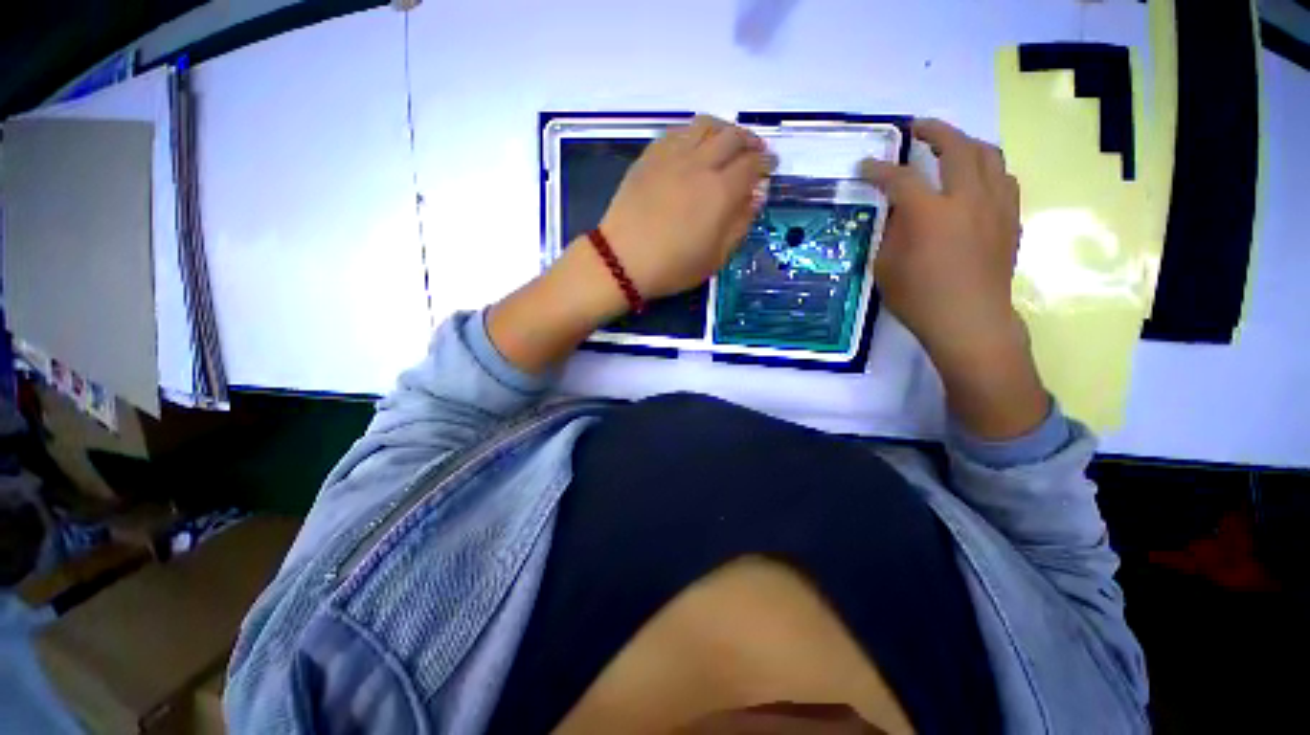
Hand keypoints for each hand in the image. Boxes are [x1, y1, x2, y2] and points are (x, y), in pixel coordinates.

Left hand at [599, 115, 773, 299]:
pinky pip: (678, 131)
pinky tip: (695, 144)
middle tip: (754, 152)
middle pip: (733, 137)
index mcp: (721, 192)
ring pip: (706, 125)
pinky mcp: (650, 156)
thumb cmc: (672, 267)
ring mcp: (672, 156)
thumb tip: (757, 194)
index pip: (752, 164)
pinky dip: (695, 131)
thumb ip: (740, 223)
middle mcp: (700, 164)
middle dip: (750, 141)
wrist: (622, 260)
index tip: (770, 167)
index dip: (766, 162)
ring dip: (724, 129)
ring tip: (728, 142)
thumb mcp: (716, 257)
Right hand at [860, 119, 1046, 438]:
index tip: (865, 166)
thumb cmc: (919, 300)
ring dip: (967, 144)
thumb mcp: (886, 268)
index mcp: (930, 214)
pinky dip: (986, 169)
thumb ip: (891, 232)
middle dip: (934, 131)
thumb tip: (898, 211)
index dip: (879, 169)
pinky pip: (1004, 179)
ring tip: (951, 147)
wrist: (970, 322)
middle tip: (917, 128)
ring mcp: (996, 207)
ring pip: (989, 156)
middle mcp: (967, 200)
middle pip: (957, 147)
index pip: (900, 178)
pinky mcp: (1010, 219)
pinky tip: (975, 179)